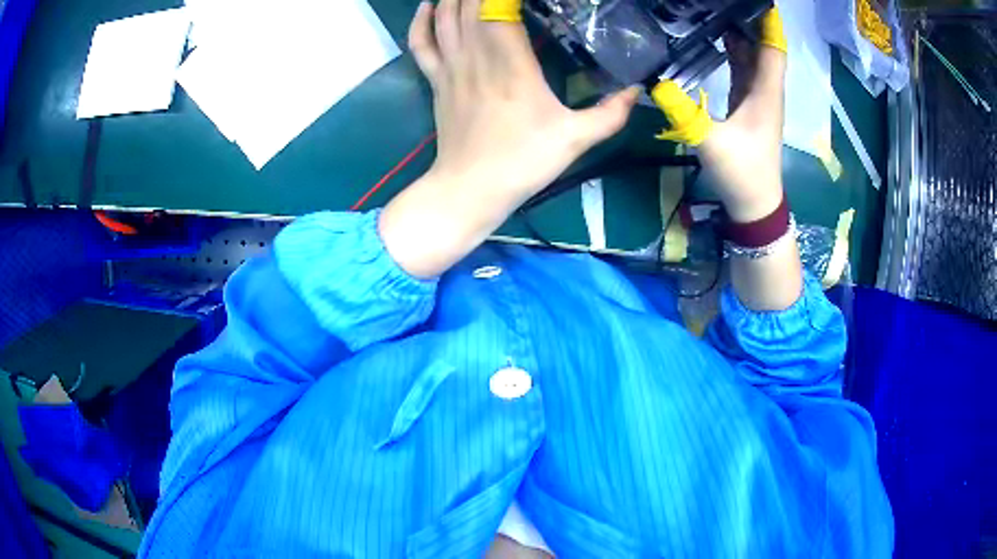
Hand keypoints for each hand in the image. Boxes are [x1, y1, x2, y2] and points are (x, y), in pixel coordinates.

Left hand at [379, 0, 637, 278]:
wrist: (470, 190)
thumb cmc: (522, 162)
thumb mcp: (575, 139)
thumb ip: (610, 114)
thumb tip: (637, 90)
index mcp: (512, 64)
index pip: (502, 9)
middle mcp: (477, 56)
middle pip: (472, 5)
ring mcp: (451, 67)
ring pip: (446, 17)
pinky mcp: (436, 80)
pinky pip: (421, 43)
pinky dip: (421, 21)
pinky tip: (430, 4)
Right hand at [654, 9, 786, 222]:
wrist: (755, 206)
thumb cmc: (742, 174)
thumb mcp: (711, 142)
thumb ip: (684, 112)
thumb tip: (655, 83)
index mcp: (765, 93)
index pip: (773, 48)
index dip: (768, 23)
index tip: (759, 2)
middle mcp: (765, 91)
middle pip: (763, 47)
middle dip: (749, 22)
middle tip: (724, 4)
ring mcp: (758, 99)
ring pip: (753, 58)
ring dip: (741, 35)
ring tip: (718, 13)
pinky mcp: (748, 107)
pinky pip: (744, 71)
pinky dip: (734, 53)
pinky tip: (718, 41)